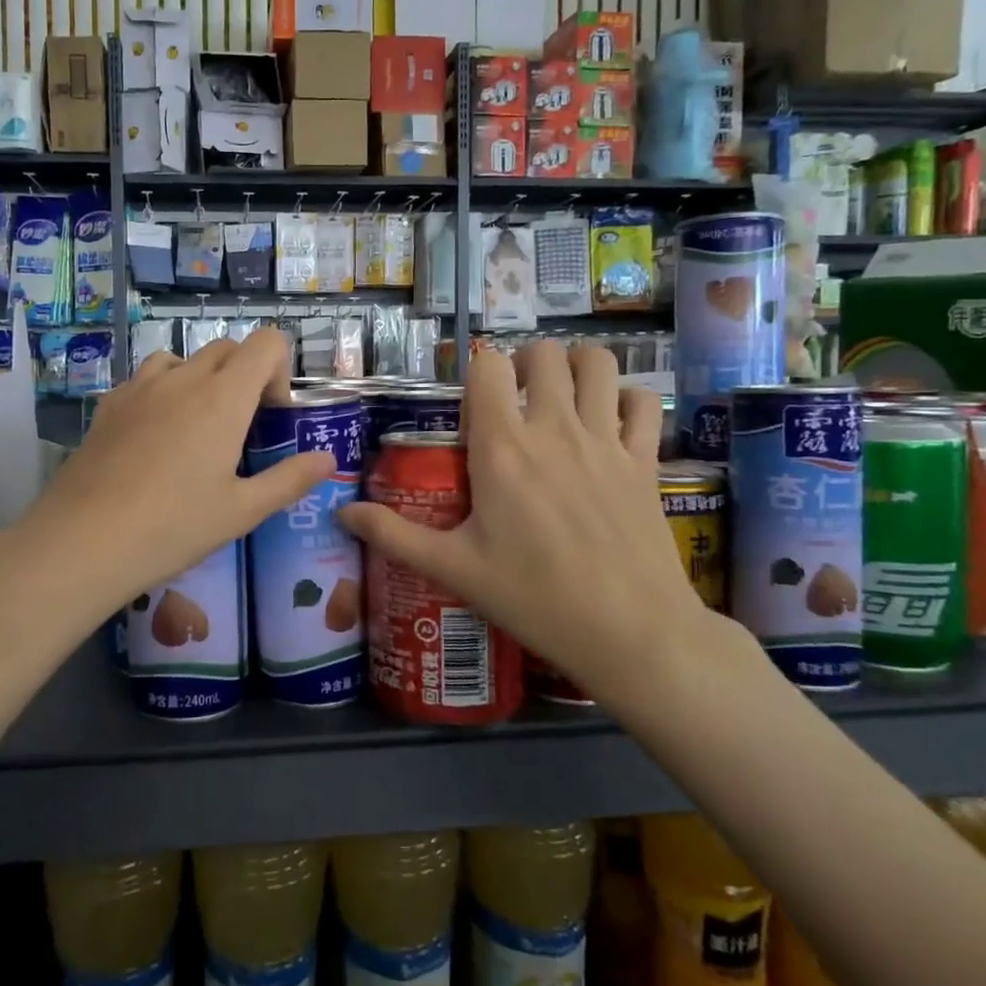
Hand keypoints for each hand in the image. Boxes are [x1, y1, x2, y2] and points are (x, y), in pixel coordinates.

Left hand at [22, 329, 333, 615]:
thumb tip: (328, 459)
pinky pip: (146, 379)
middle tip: (242, 428)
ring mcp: (140, 386)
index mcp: (224, 396)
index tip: (272, 416)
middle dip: (245, 375)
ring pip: (183, 359)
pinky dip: (163, 391)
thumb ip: (290, 479)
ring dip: (202, 379)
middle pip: (227, 348)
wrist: (83, 541)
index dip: (279, 369)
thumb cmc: (173, 526)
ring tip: (196, 428)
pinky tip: (154, 438)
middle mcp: (184, 378)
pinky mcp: (109, 403)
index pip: (266, 342)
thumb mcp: (242, 511)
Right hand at [338, 342, 714, 711]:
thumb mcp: (453, 568)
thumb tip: (341, 513)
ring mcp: (605, 440)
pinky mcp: (644, 459)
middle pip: (543, 353)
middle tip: (516, 400)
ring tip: (561, 398)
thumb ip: (393, 534)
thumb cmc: (533, 598)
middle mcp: (553, 428)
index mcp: (502, 447)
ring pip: (596, 362)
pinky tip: (611, 423)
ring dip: (576, 367)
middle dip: (525, 364)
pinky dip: (627, 399)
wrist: (630, 632)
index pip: (487, 366)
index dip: (477, 374)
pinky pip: (644, 401)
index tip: (473, 407)